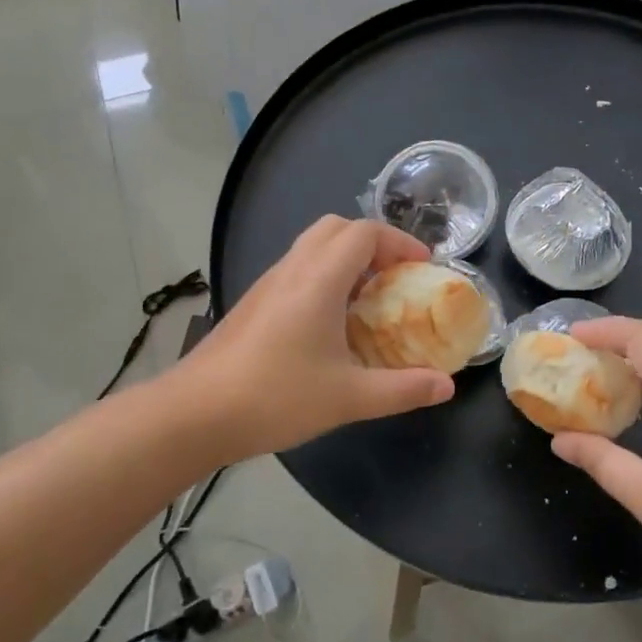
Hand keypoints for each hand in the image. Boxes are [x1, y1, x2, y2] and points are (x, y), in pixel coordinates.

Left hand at [176, 217, 454, 456]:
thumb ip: (403, 390)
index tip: (422, 268)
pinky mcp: (253, 303)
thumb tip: (447, 386)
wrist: (195, 414)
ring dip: (346, 259)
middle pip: (337, 228)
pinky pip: (296, 269)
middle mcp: (292, 270)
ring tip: (368, 298)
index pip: (365, 232)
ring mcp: (267, 285)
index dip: (399, 242)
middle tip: (395, 276)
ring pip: (312, 246)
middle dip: (373, 243)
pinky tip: (330, 323)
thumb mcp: (349, 398)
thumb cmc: (275, 397)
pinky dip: (324, 276)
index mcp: (319, 280)